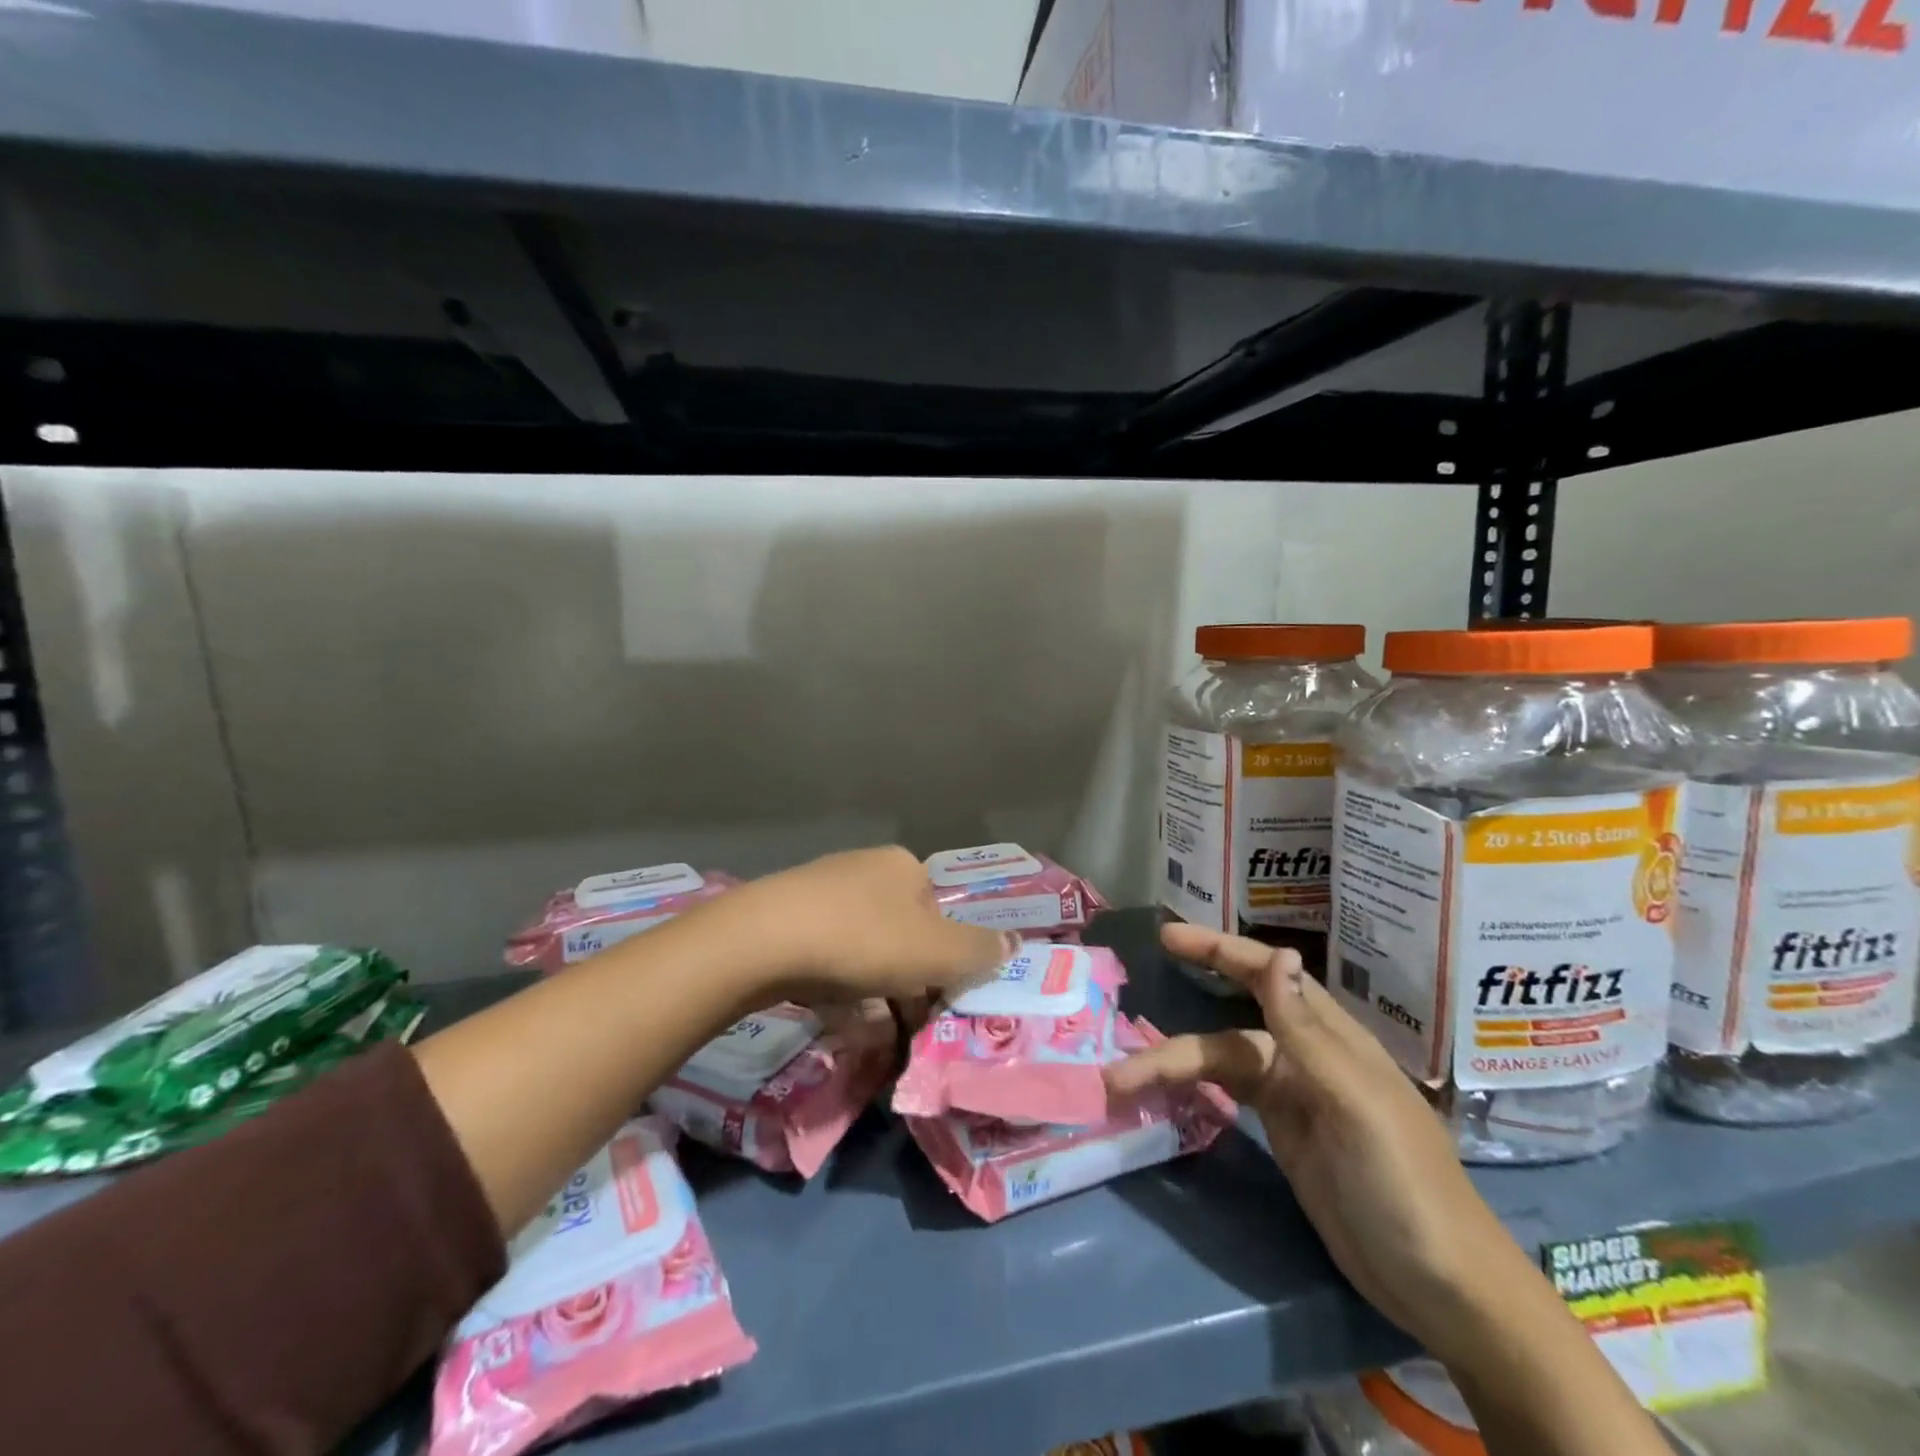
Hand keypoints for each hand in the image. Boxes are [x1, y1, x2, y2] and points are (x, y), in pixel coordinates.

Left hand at [709, 846, 1016, 1006]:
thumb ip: (979, 950)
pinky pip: (827, 960)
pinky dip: (839, 993)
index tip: (939, 1003)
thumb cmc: (863, 940)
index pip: (941, 917)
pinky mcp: (786, 919)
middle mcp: (866, 871)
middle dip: (909, 986)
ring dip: (876, 997)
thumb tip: (1014, 943)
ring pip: (864, 953)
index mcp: (905, 868)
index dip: (946, 962)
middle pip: (903, 936)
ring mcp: (822, 893)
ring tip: (875, 1040)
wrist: (762, 940)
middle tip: (908, 1029)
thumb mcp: (936, 952)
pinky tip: (838, 1023)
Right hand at [1106, 924, 1545, 1363]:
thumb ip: (1306, 1029)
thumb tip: (1276, 953)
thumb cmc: (1404, 1182)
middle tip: (1123, 1020)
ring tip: (1119, 1083)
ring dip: (1171, 1069)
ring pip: (1218, 1064)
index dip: (1217, 949)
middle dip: (1176, 1024)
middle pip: (1227, 1026)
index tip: (1167, 936)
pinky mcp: (1282, 1133)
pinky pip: (1225, 1096)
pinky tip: (1162, 1093)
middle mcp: (1304, 1056)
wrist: (1442, 1287)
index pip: (1265, 974)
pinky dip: (1191, 1090)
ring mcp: (1292, 1097)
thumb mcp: (1354, 1101)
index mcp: (1328, 1037)